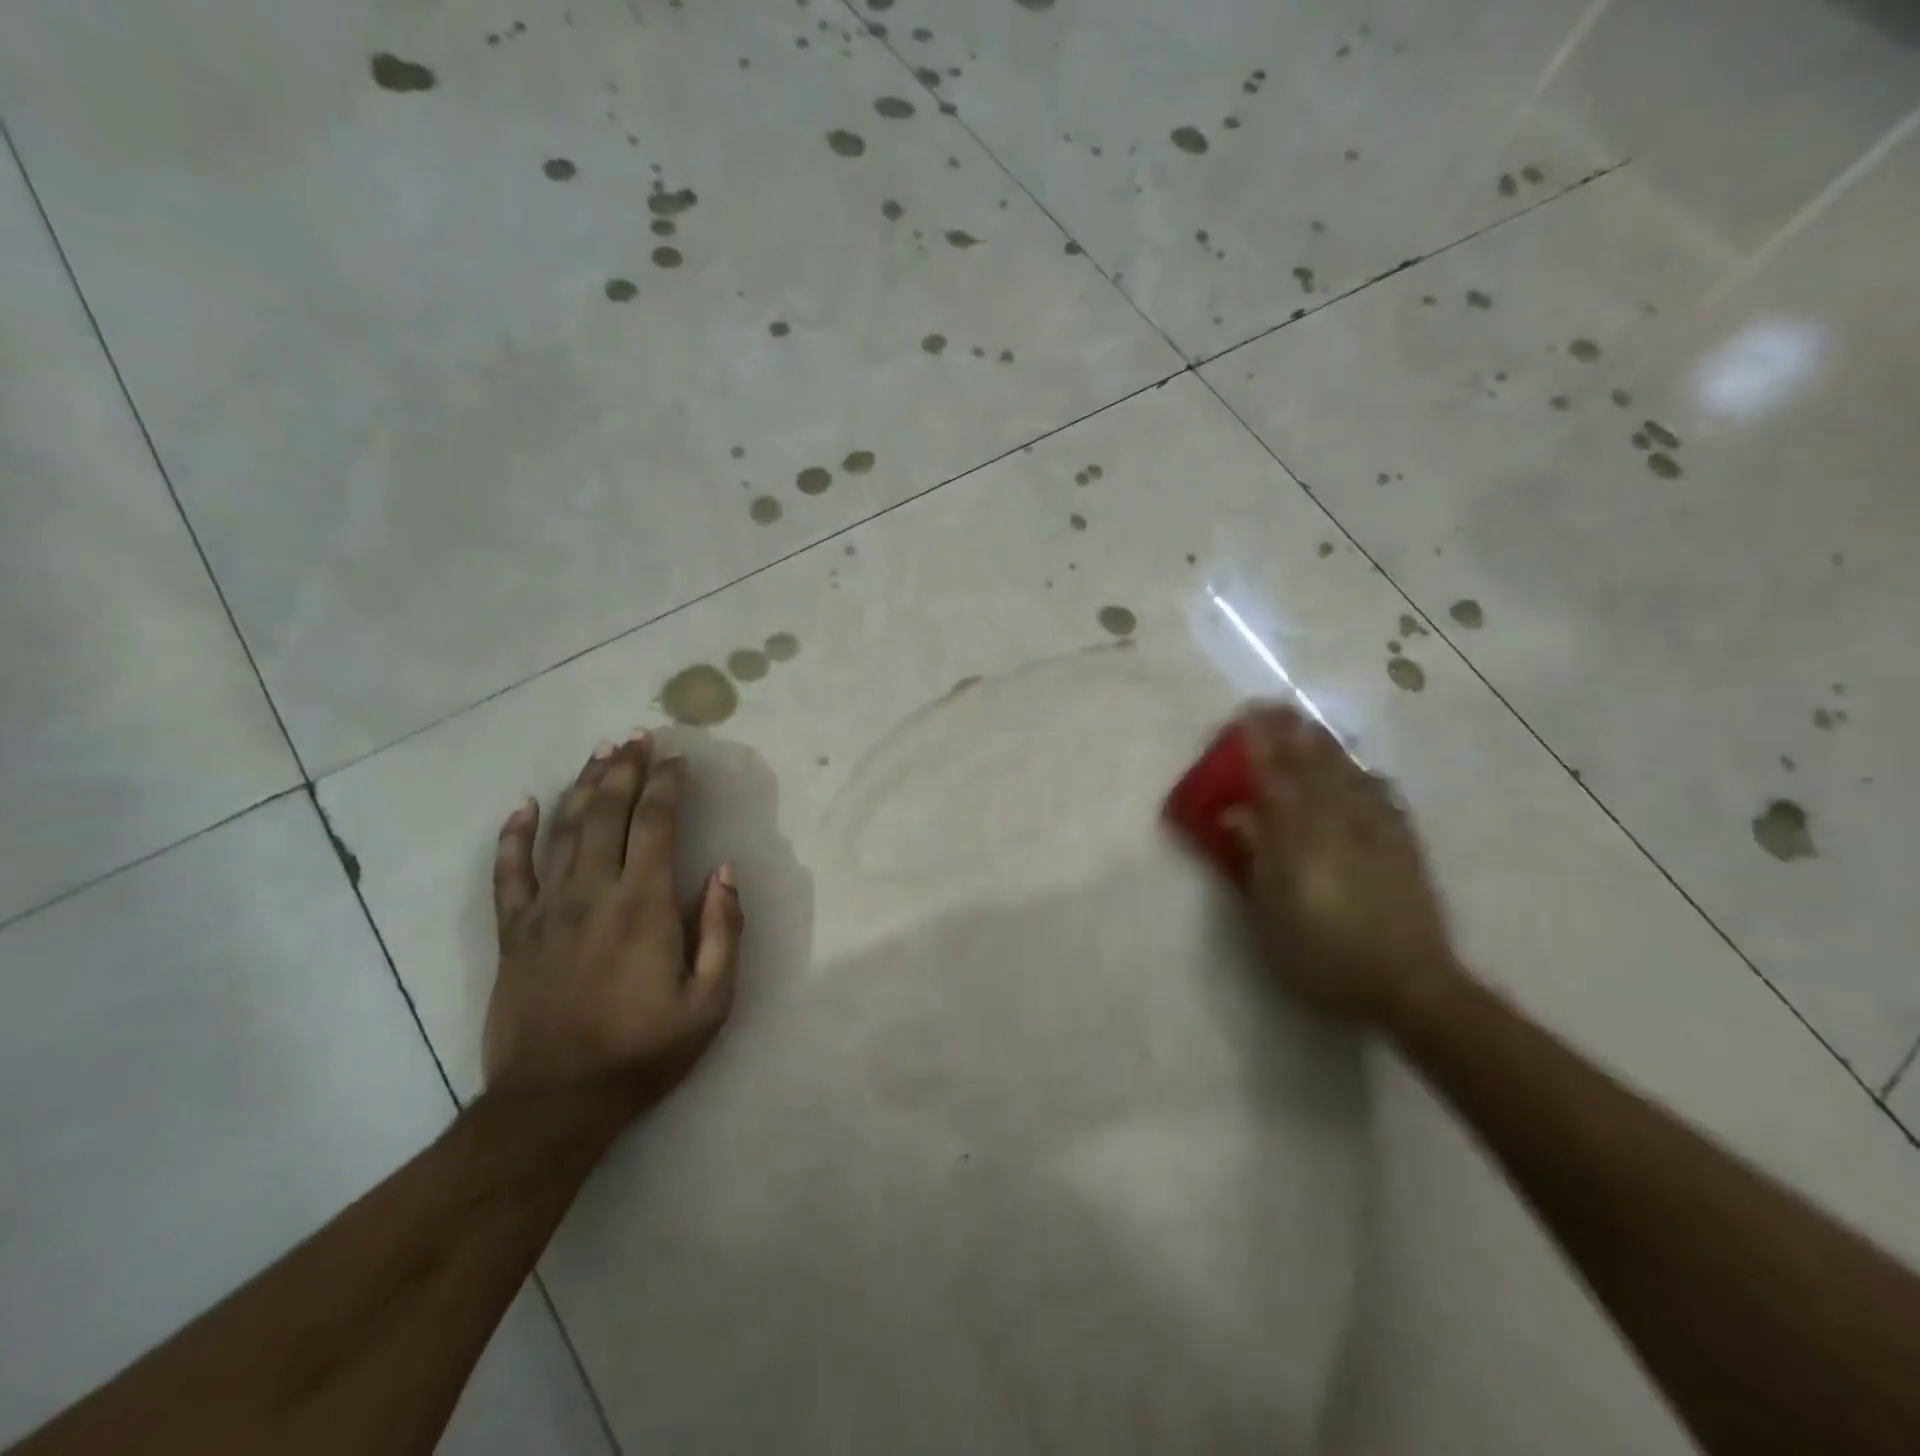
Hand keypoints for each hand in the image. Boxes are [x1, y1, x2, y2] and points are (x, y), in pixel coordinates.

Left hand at [483, 731, 742, 1116]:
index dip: (667, 785)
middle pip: (607, 813)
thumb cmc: (643, 1051)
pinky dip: (514, 836)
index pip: (656, 824)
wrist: (554, 1104)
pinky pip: (508, 874)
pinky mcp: (513, 934)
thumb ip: (722, 931)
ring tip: (599, 754)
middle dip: (625, 769)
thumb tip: (722, 872)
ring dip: (582, 786)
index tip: (677, 759)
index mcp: (643, 905)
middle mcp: (593, 893)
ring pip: (563, 831)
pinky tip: (523, 807)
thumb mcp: (710, 1001)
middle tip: (637, 737)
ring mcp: (546, 910)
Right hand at [1224, 705, 1458, 1026]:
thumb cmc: (1324, 955)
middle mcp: (1339, 823)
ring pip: (1347, 774)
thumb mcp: (1271, 914)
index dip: (1260, 745)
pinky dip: (1364, 775)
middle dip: (1291, 733)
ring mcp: (1376, 831)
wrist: (1409, 984)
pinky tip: (1361, 769)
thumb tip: (1237, 814)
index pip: (1275, 779)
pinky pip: (1380, 796)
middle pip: (1312, 766)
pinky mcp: (1402, 845)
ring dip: (1325, 745)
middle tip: (1274, 705)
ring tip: (1309, 724)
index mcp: (1300, 837)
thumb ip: (1255, 857)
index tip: (1245, 716)